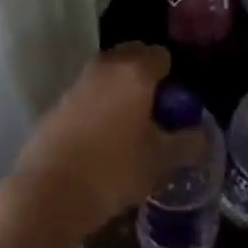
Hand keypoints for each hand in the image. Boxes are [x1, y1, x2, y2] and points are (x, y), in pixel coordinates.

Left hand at [10, 42, 188, 236]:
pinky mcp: (58, 101)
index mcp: (135, 72)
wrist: (48, 192)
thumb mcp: (161, 161)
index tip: (173, 106)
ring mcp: (78, 82)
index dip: (171, 78)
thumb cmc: (114, 170)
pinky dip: (98, 104)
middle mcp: (106, 66)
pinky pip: (88, 92)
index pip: (161, 56)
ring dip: (120, 89)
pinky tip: (101, 137)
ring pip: (108, 74)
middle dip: (145, 76)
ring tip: (128, 126)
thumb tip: (198, 133)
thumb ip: (187, 143)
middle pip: (132, 56)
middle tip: (153, 112)